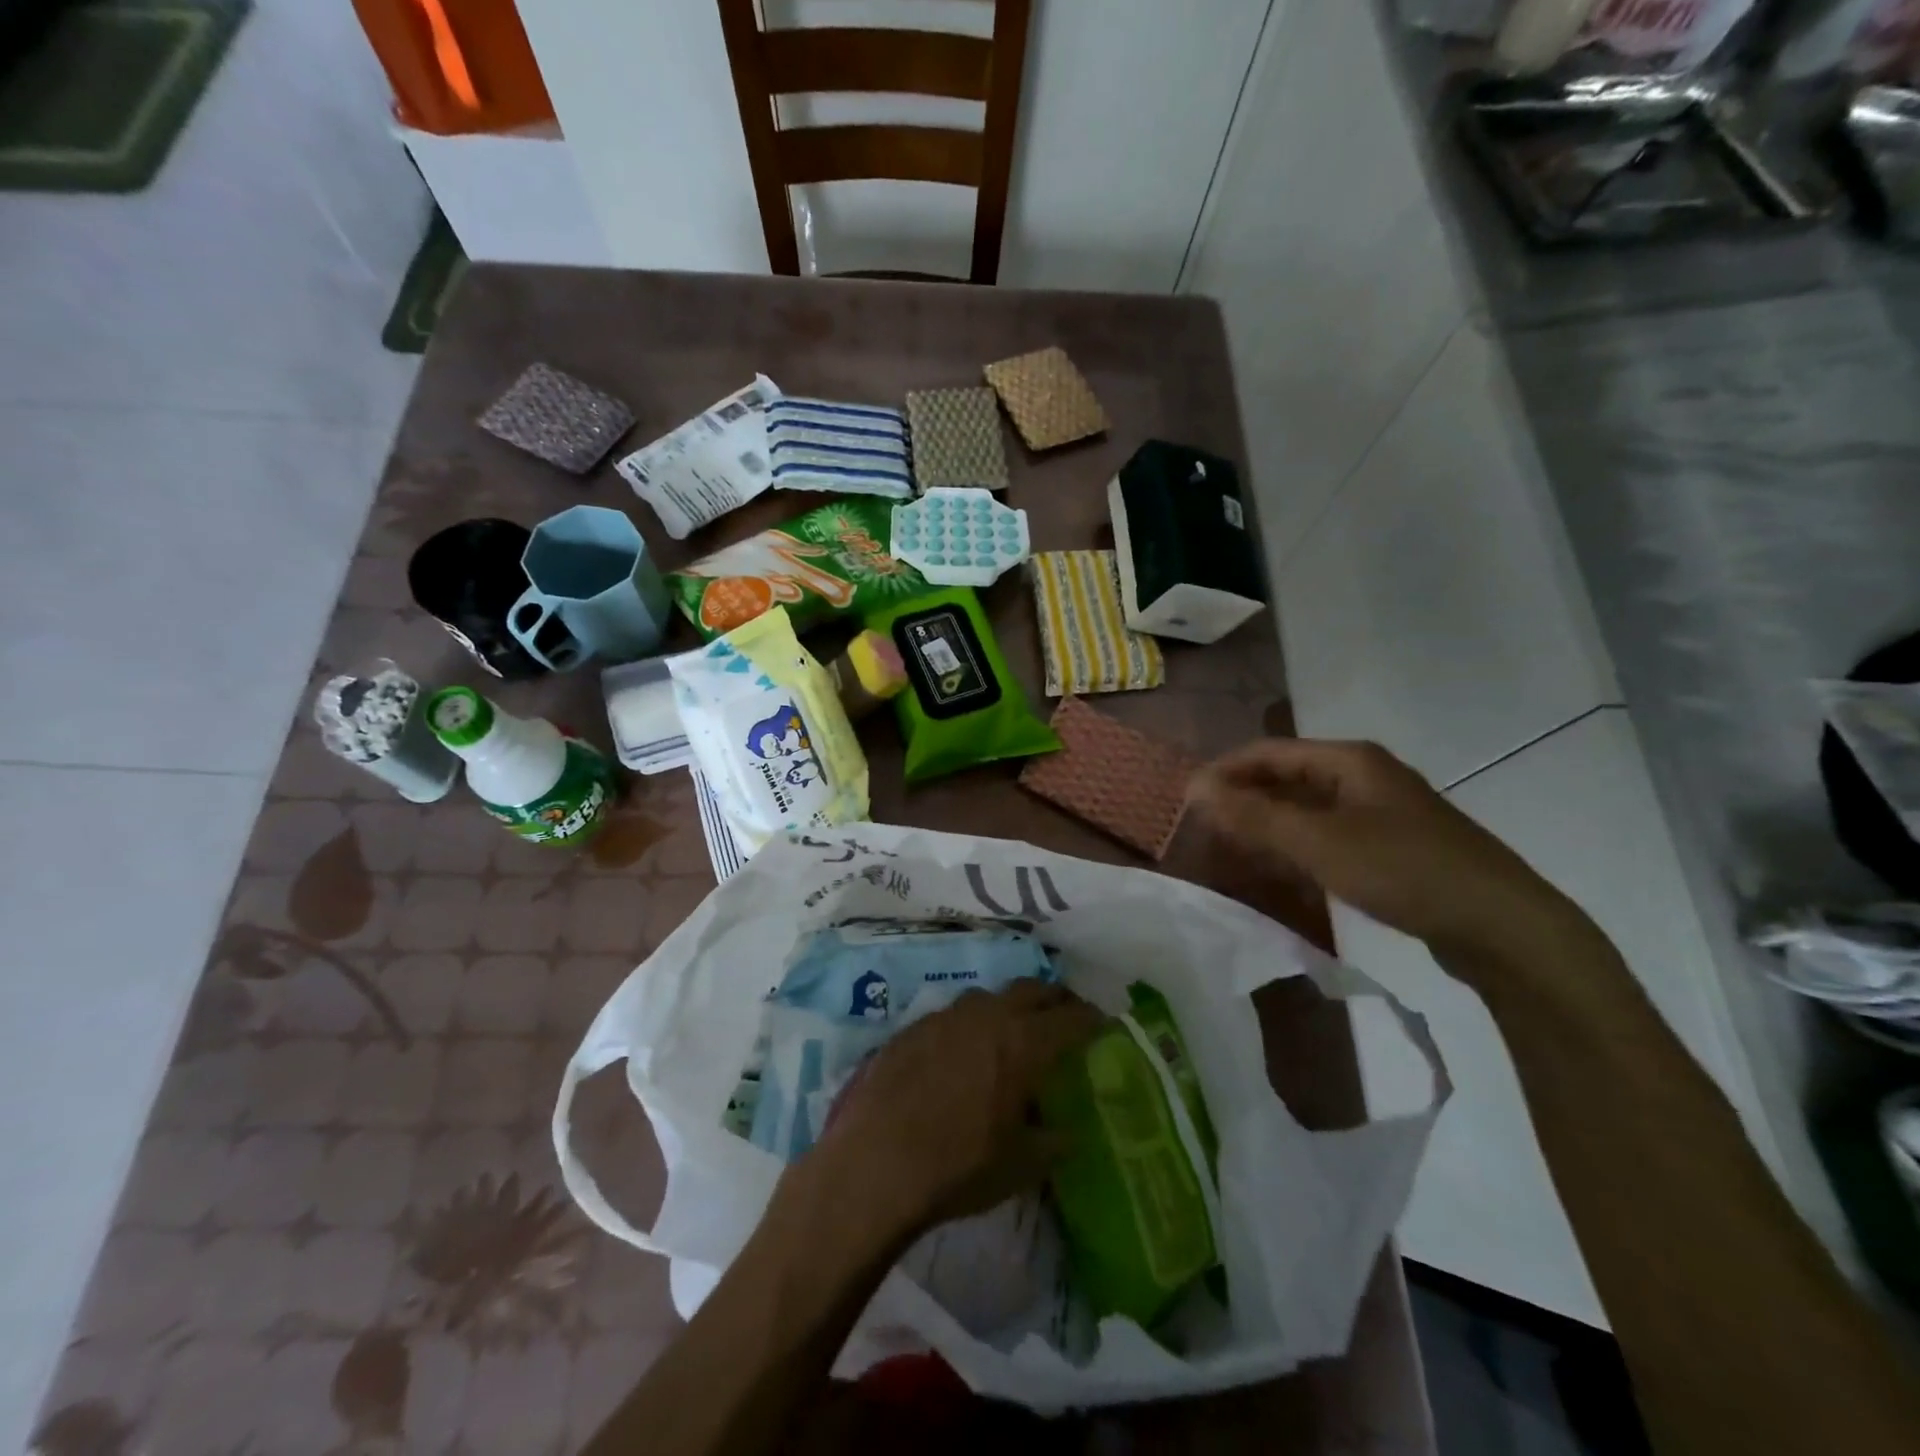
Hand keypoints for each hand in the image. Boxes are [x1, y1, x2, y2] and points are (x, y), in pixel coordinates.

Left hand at [792, 981, 1103, 1248]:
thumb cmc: (959, 1166)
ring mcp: (946, 1015)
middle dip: (1054, 999)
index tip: (1102, 1024)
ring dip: (1009, 1007)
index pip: (1070, 1017)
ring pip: (990, 996)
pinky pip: (954, 1014)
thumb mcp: (1020, 1165)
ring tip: (1013, 1030)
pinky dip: (971, 1024)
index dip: (1091, 1019)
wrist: (875, 1161)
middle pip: (1032, 989)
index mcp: (1023, 1042)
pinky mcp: (913, 1026)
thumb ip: (1052, 1142)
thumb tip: (1067, 1132)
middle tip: (1064, 1016)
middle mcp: (988, 1015)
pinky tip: (964, 1051)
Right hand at [1189, 738, 1584, 958]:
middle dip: (1243, 800)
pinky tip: (1279, 873)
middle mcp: (1364, 777)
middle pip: (1287, 778)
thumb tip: (1195, 786)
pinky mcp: (1392, 848)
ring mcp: (1381, 813)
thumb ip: (1255, 814)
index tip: (1185, 801)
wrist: (1503, 927)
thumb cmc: (1404, 870)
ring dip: (1267, 827)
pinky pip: (1328, 837)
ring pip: (1306, 810)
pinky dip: (1297, 849)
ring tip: (1230, 851)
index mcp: (1349, 761)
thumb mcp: (1319, 841)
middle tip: (1203, 830)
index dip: (1224, 772)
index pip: (1267, 752)